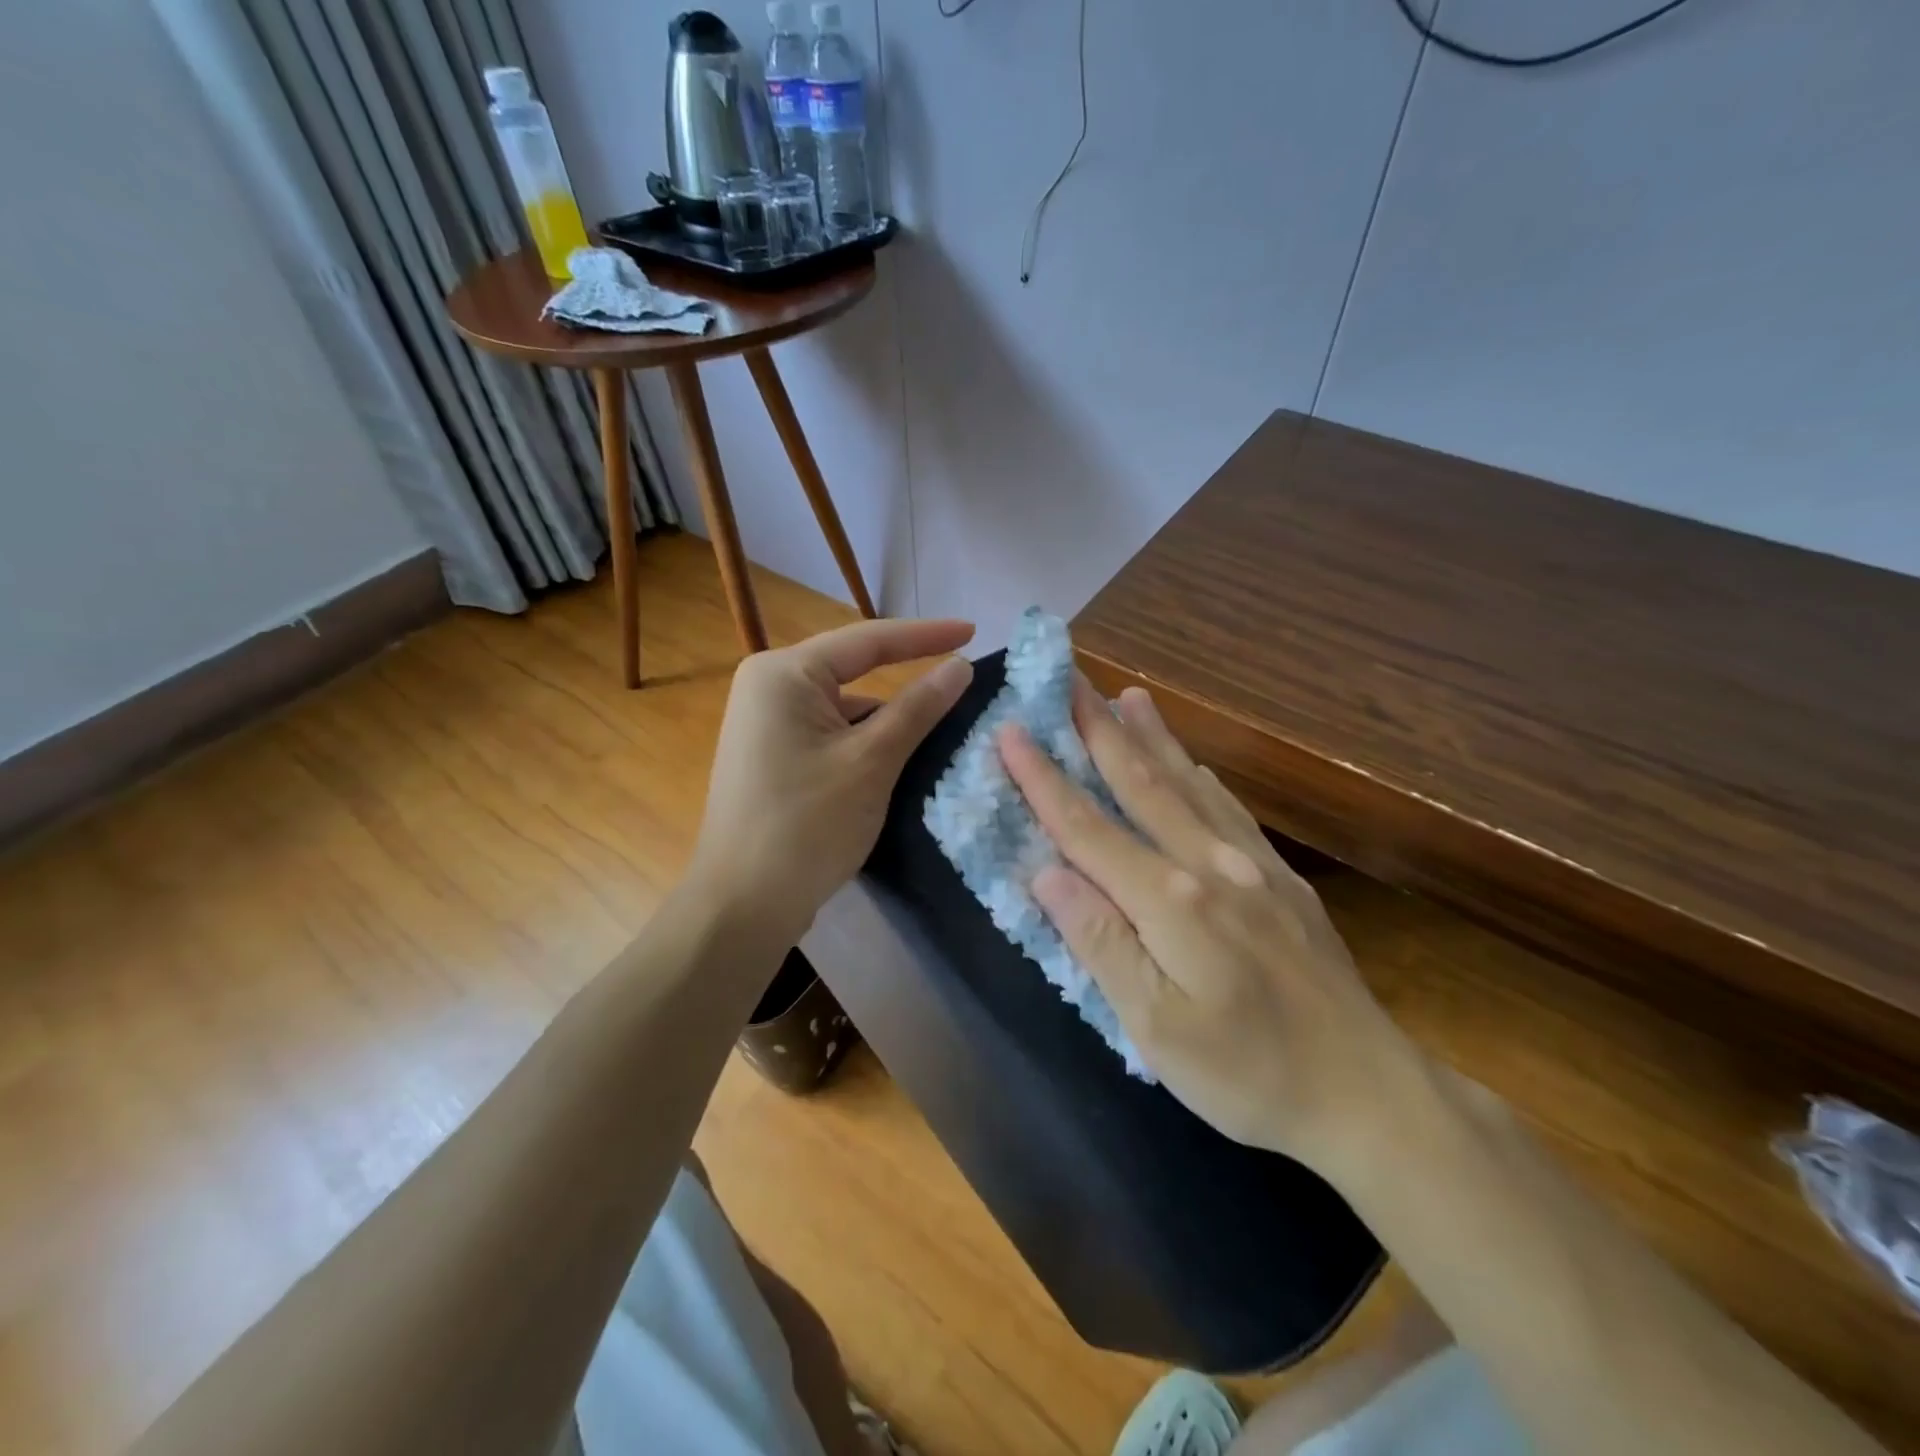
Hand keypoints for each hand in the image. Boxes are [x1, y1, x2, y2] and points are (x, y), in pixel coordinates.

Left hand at [691, 619, 974, 939]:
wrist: (742, 905)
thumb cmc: (807, 825)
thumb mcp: (872, 762)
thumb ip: (917, 708)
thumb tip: (959, 665)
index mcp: (783, 674)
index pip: (867, 641)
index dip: (926, 635)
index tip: (974, 630)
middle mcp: (768, 687)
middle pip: (853, 672)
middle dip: (907, 680)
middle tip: (963, 681)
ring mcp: (766, 724)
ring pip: (844, 707)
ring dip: (888, 720)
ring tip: (943, 730)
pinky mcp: (772, 755)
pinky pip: (830, 733)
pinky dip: (865, 743)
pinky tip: (899, 762)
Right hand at [998, 678, 1428, 1178]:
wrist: (1368, 1094)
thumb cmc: (1248, 1075)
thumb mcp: (1155, 1029)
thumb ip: (1101, 942)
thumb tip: (1047, 872)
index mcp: (1171, 901)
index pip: (1088, 827)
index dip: (1044, 778)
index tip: (1011, 729)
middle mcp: (1210, 863)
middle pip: (1141, 783)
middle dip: (1098, 730)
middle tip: (1070, 680)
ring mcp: (1252, 865)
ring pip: (1188, 784)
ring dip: (1152, 736)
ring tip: (1127, 694)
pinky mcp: (1282, 879)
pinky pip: (1230, 809)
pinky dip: (1201, 774)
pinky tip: (1192, 760)